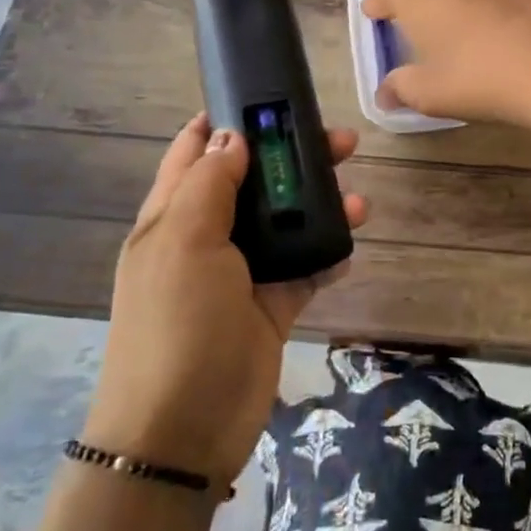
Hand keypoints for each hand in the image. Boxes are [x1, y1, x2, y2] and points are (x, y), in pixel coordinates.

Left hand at [85, 114, 368, 487]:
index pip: (194, 154)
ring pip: (285, 223)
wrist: (183, 432)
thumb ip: (209, 185)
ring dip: (320, 206)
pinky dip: (328, 254)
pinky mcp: (271, 307)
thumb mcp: (183, 243)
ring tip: (359, 199)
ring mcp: (240, 274)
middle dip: (292, 159)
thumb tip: (229, 136)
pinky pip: (305, 269)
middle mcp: (206, 239)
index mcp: (172, 217)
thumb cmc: (176, 324)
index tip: (268, 99)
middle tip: (341, 142)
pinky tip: (350, 245)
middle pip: (253, 183)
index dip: (224, 122)